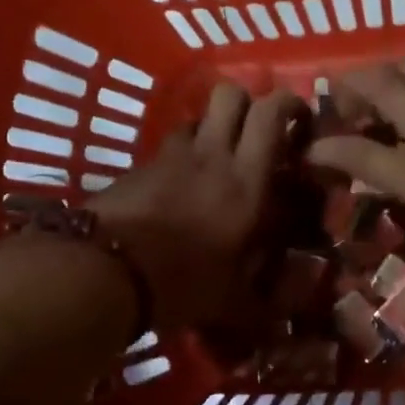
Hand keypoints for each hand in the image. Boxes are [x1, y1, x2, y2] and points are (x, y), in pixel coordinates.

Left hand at [89, 82, 305, 332]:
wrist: (105, 271)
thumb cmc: (181, 283)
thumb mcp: (232, 302)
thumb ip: (266, 302)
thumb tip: (294, 310)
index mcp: (246, 180)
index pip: (271, 114)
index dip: (289, 105)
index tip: (300, 120)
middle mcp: (212, 155)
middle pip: (230, 93)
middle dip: (249, 102)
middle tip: (258, 131)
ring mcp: (171, 156)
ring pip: (197, 118)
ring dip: (213, 129)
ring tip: (218, 161)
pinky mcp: (139, 166)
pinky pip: (168, 147)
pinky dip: (181, 156)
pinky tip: (179, 188)